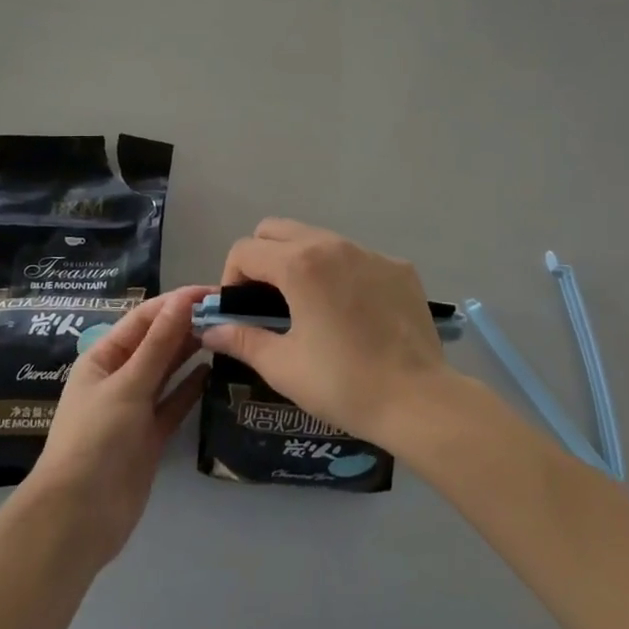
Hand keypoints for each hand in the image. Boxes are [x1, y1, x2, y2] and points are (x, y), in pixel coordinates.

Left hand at [23, 287, 210, 565]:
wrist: (79, 518)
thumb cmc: (96, 440)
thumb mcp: (127, 385)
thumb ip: (159, 344)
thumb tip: (183, 300)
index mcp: (103, 357)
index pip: (144, 318)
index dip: (177, 302)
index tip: (213, 292)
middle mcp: (119, 377)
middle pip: (157, 342)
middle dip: (188, 325)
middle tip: (230, 313)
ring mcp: (135, 407)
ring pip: (168, 370)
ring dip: (192, 352)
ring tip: (227, 335)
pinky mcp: (151, 436)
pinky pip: (174, 402)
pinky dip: (191, 387)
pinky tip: (214, 372)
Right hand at [200, 220, 452, 446]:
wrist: (418, 399)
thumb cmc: (342, 383)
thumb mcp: (283, 366)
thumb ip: (242, 339)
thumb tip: (209, 330)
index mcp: (299, 263)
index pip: (245, 250)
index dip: (231, 278)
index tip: (239, 311)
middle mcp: (332, 244)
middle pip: (277, 229)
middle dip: (261, 258)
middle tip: (266, 300)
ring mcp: (370, 252)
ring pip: (319, 238)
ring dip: (301, 261)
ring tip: (309, 306)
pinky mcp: (398, 267)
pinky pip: (356, 257)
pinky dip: (341, 274)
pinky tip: (353, 314)